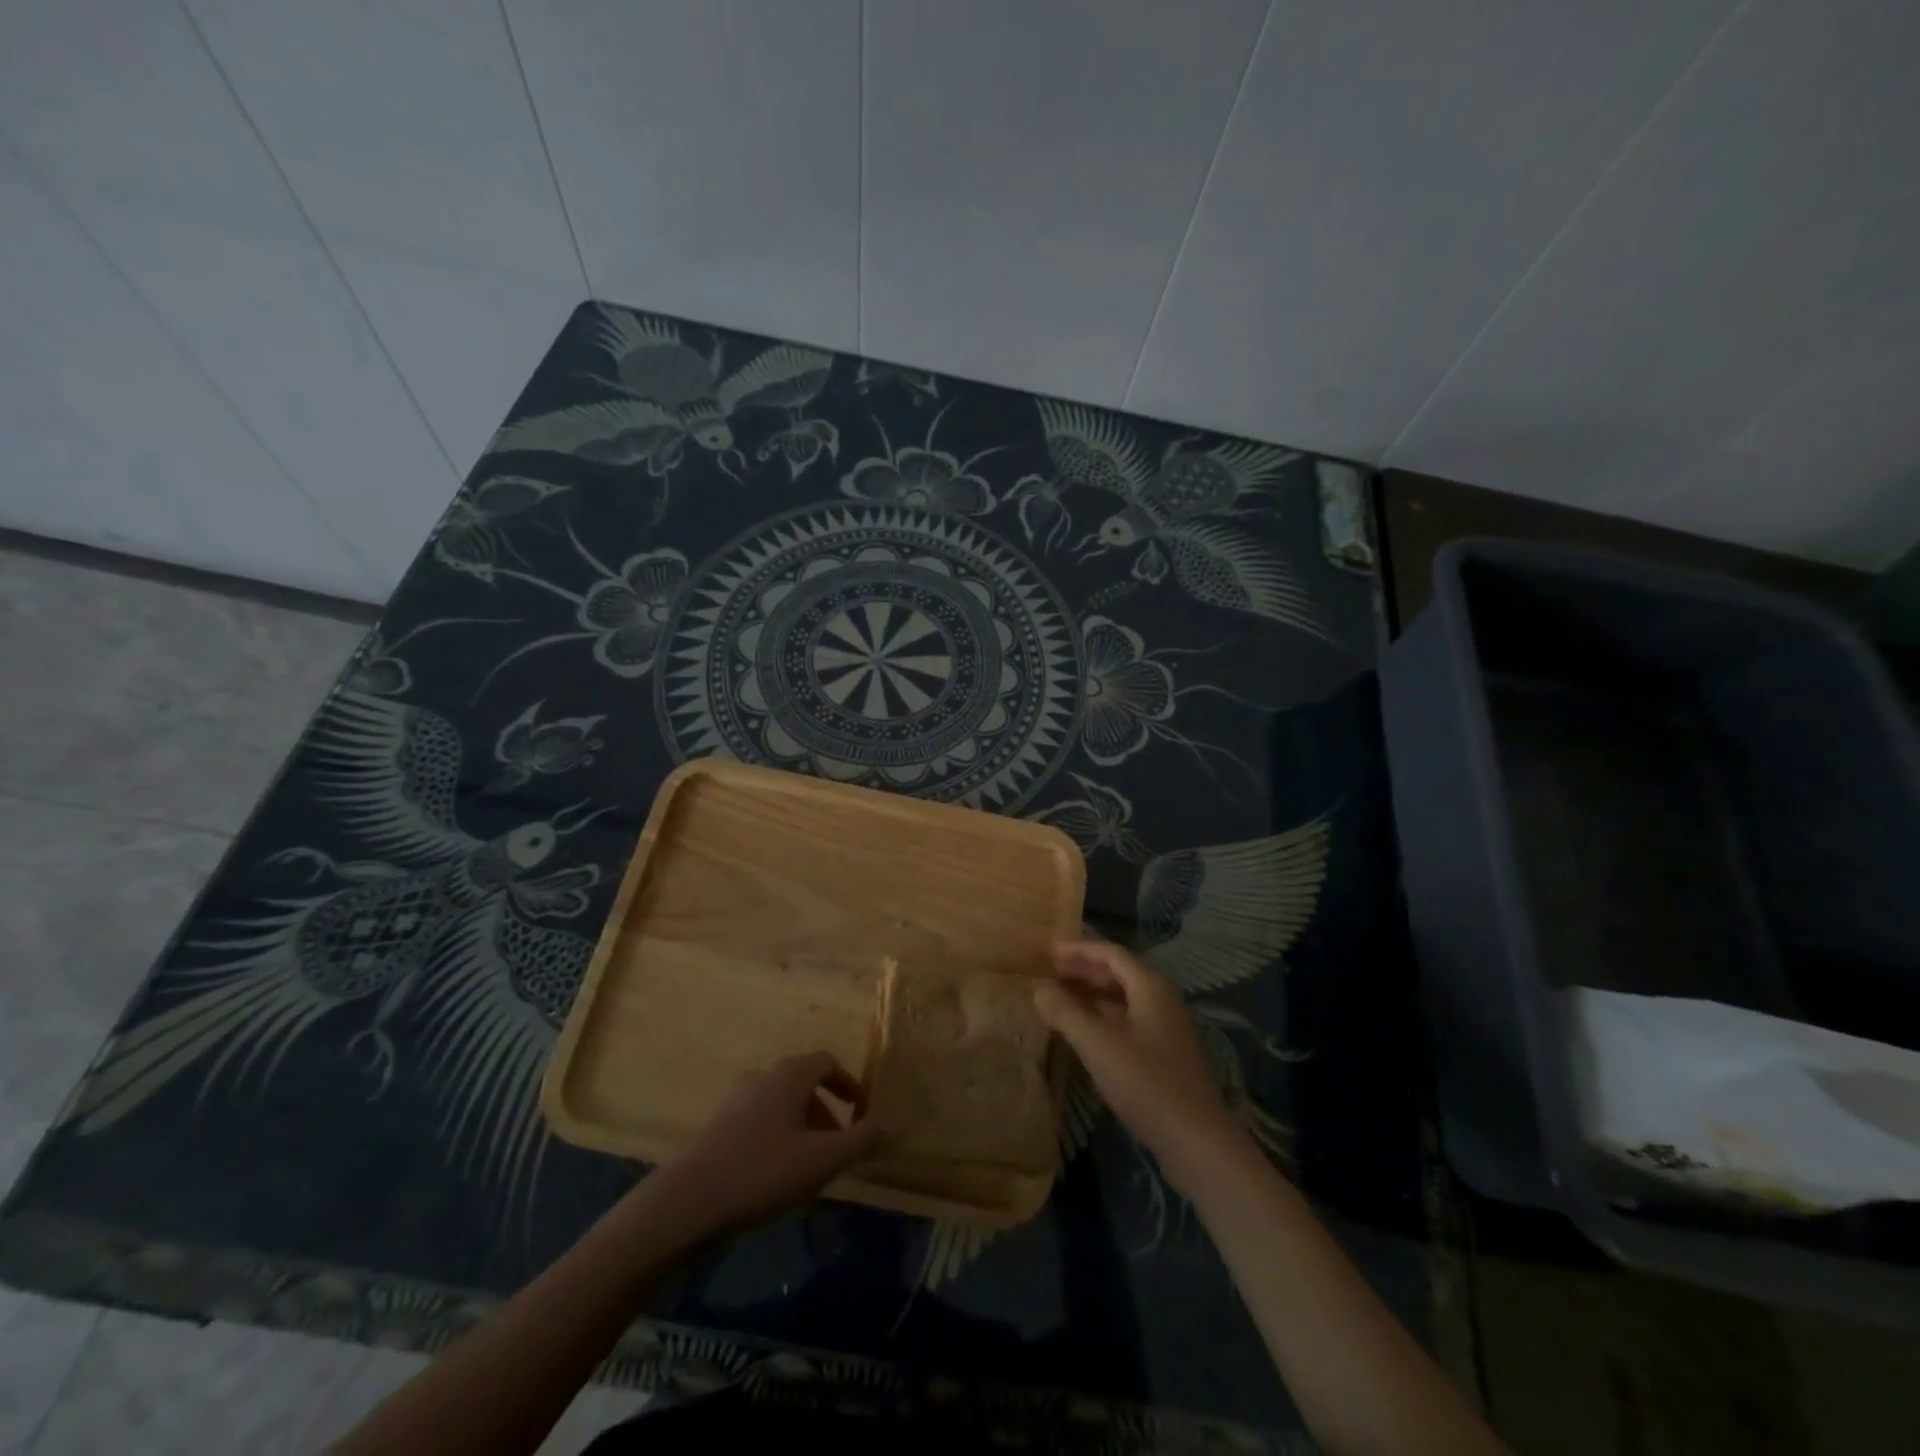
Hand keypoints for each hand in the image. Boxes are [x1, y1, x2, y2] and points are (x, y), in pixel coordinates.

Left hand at [653, 1052, 879, 1237]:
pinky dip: (778, 1137)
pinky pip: (760, 1121)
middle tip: (838, 1147)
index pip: (826, 1061)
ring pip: (781, 1104)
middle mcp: (763, 1077)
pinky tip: (777, 1176)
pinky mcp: (719, 1126)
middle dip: (826, 1112)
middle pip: (804, 1083)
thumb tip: (885, 1127)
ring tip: (810, 1167)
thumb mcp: (823, 1160)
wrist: (690, 1201)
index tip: (860, 1109)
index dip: (847, 1082)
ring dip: (802, 1128)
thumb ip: (859, 1141)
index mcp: (790, 1075)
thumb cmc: (764, 1171)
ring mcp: (737, 1100)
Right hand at [1033, 940, 1243, 1186]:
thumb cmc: (1146, 1084)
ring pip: (1123, 998)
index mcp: (1150, 987)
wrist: (1197, 1141)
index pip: (1111, 953)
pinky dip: (1103, 1017)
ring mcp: (1166, 1028)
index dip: (1079, 950)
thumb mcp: (1098, 1046)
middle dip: (1084, 970)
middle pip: (1119, 973)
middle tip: (1050, 974)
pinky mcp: (1165, 1053)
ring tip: (1060, 999)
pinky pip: (1128, 1020)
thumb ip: (1065, 1013)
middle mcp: (1162, 1000)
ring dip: (1092, 994)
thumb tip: (1038, 988)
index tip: (1049, 951)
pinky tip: (1084, 1031)